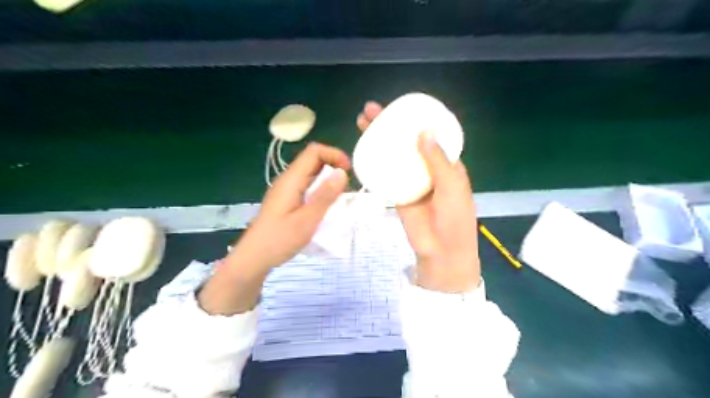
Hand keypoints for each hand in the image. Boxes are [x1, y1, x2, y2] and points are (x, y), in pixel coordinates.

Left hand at [229, 144, 349, 272]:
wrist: (254, 258)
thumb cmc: (280, 240)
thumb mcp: (307, 220)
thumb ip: (325, 196)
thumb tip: (342, 173)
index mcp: (291, 180)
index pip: (314, 151)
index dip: (334, 155)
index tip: (348, 171)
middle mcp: (288, 180)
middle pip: (313, 160)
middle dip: (333, 167)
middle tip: (347, 187)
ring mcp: (286, 190)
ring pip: (310, 174)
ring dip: (328, 180)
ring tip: (339, 197)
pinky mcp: (286, 200)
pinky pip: (307, 187)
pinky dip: (320, 190)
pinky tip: (325, 206)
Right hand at [358, 101, 479, 291]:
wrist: (440, 251)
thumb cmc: (455, 218)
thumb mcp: (452, 187)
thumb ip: (438, 161)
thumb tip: (424, 131)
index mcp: (444, 162)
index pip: (429, 135)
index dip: (415, 120)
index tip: (400, 106)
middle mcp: (426, 167)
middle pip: (406, 141)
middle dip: (390, 125)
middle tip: (371, 110)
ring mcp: (409, 180)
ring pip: (393, 155)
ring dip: (379, 139)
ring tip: (362, 123)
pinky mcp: (397, 192)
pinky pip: (385, 174)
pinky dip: (375, 162)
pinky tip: (362, 149)